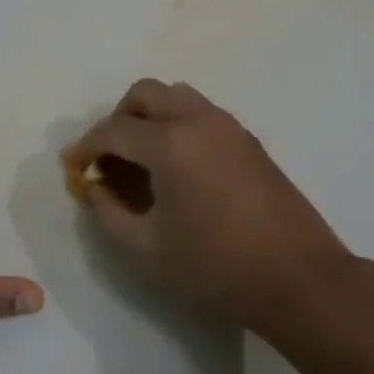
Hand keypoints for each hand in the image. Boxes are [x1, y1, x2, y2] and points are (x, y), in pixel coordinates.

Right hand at [62, 79, 358, 334]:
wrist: (299, 279)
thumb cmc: (216, 268)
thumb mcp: (146, 250)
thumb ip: (108, 212)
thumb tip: (93, 186)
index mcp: (170, 144)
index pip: (114, 130)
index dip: (87, 146)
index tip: (74, 166)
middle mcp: (199, 121)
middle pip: (146, 94)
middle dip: (118, 119)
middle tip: (109, 157)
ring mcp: (229, 127)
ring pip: (177, 97)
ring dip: (150, 117)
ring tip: (142, 160)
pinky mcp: (249, 141)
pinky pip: (202, 114)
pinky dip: (178, 125)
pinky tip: (177, 169)